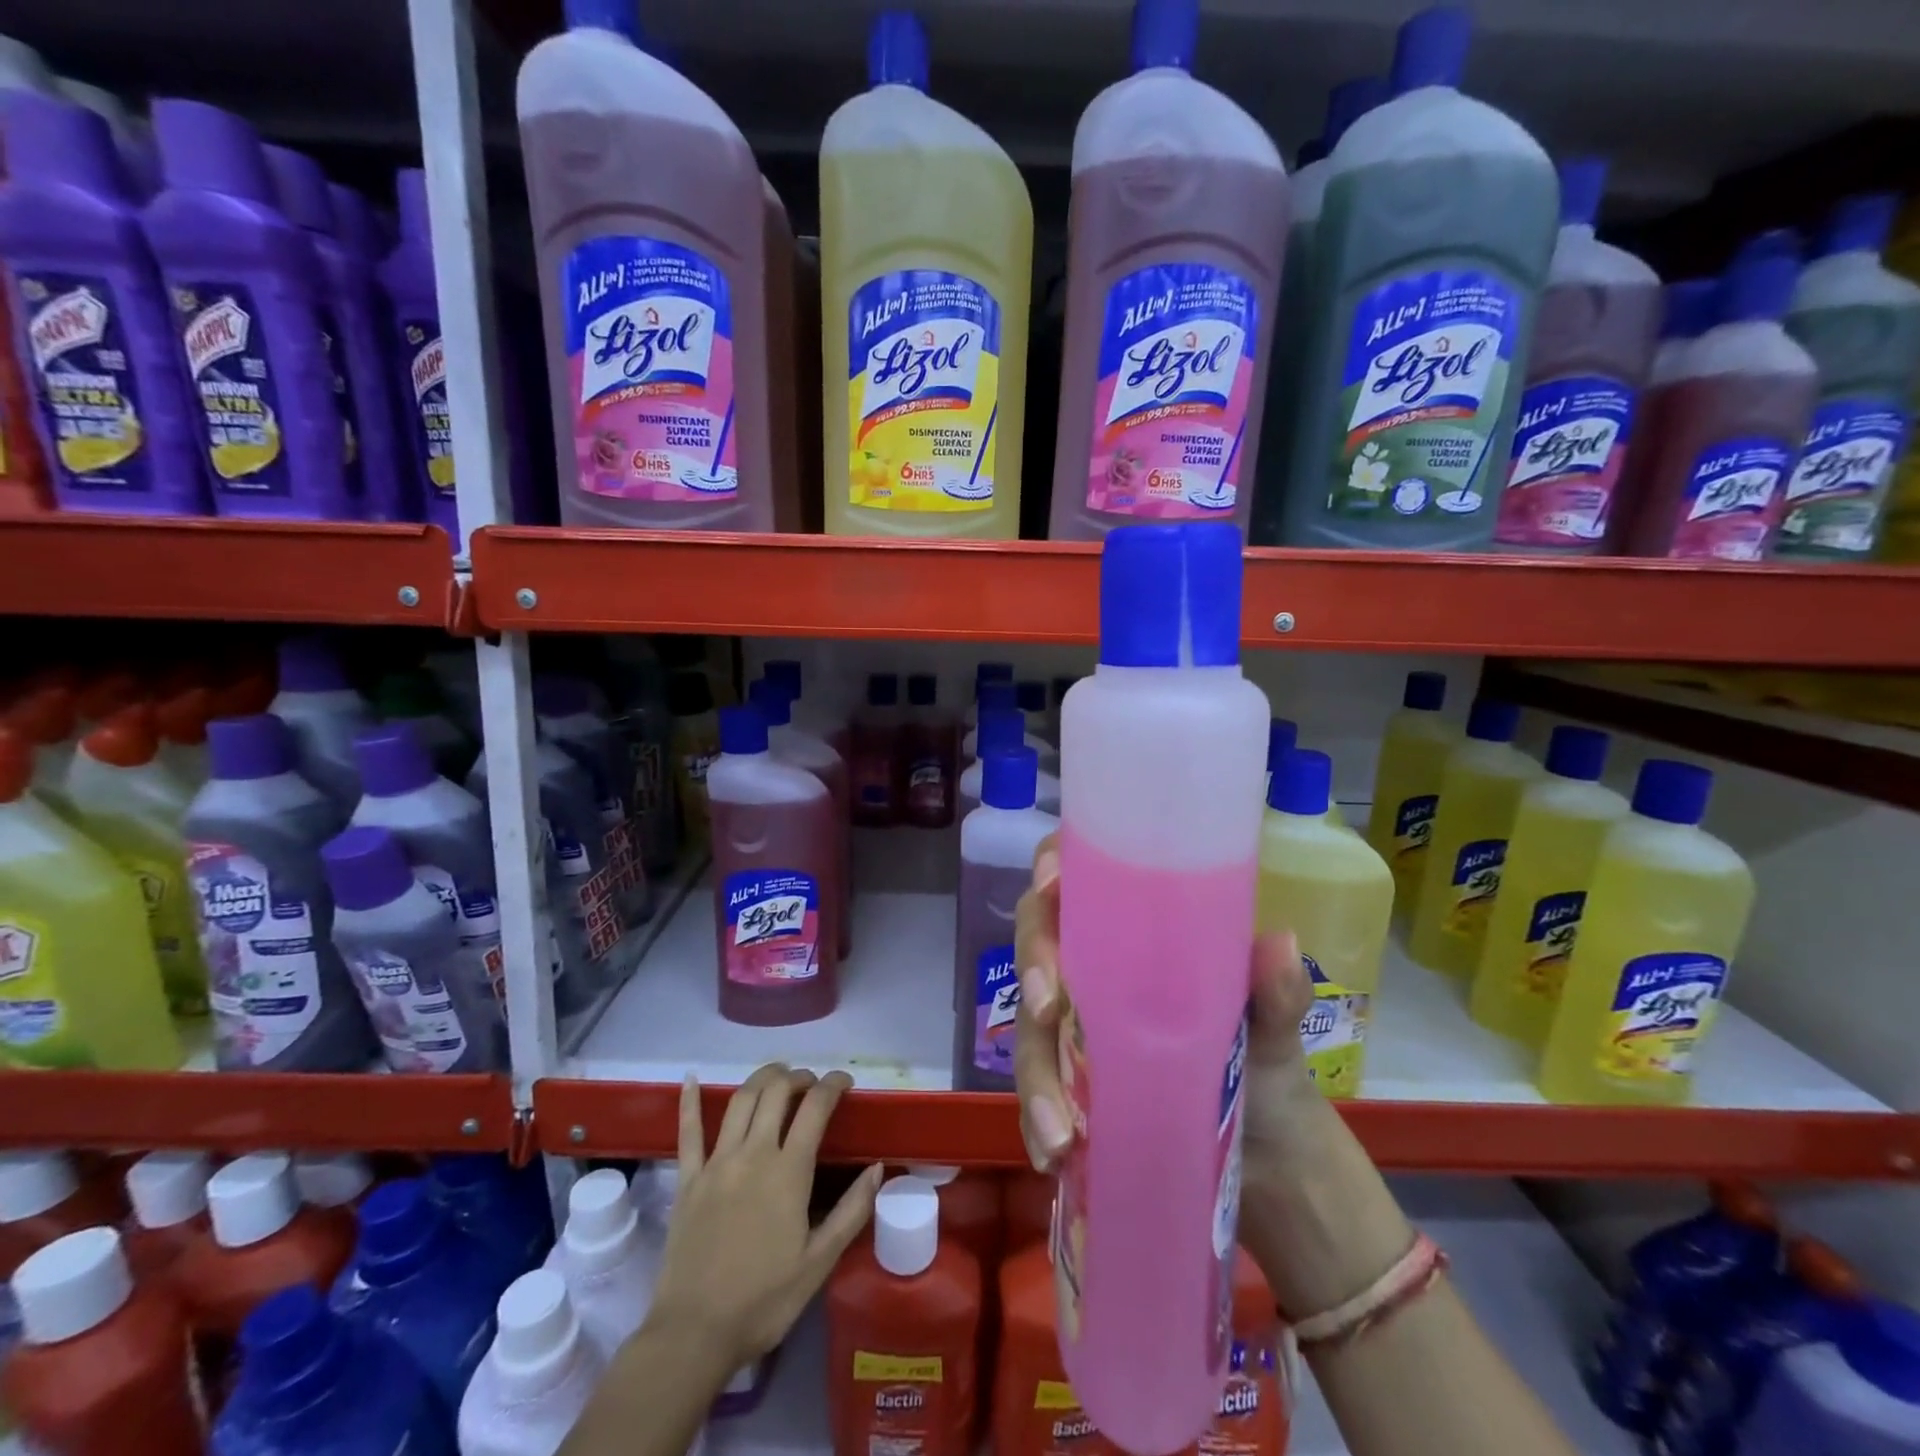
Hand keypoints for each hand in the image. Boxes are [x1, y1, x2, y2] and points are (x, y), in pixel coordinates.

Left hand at [647, 1065, 881, 1369]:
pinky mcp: (687, 1180)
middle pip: (776, 1091)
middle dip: (798, 1076)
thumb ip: (852, 1211)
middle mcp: (753, 1154)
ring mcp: (716, 1163)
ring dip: (762, 1078)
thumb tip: (877, 1168)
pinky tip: (690, 1079)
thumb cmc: (764, 1301)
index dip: (833, 1085)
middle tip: (812, 1084)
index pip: (815, 1107)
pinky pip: (687, 1132)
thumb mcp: (819, 1262)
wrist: (693, 1335)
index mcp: (788, 1171)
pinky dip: (688, 1101)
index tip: (845, 1082)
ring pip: (740, 1100)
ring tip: (777, 1076)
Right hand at [1012, 833, 1345, 1309]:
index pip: (1083, 877)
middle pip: (1040, 938)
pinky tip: (1050, 1154)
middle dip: (1034, 964)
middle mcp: (1097, 969)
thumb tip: (1282, 943)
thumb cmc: (1269, 1074)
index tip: (1051, 885)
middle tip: (1046, 1006)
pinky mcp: (1070, 1081)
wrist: (1272, 1167)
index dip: (1054, 865)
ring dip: (1034, 1069)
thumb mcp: (1274, 1034)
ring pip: (1030, 1023)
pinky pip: (1036, 1087)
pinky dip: (1036, 1119)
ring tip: (1059, 1131)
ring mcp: (1077, 1027)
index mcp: (1140, 934)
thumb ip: (1276, 994)